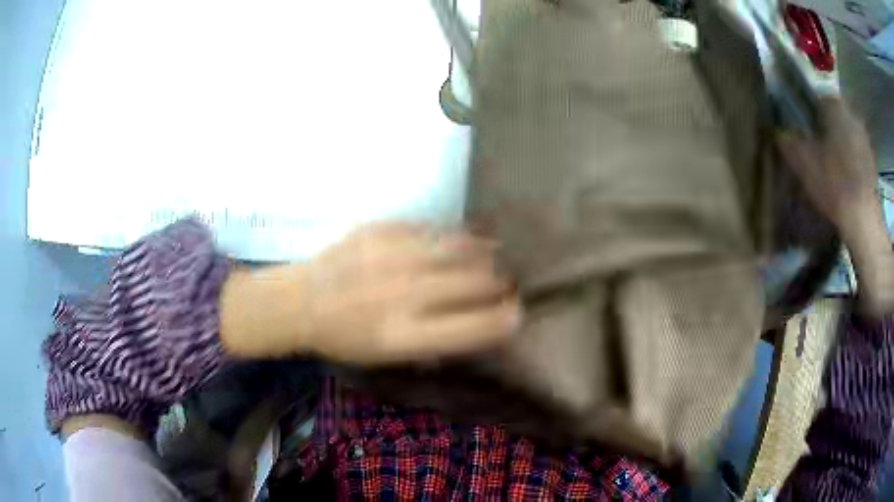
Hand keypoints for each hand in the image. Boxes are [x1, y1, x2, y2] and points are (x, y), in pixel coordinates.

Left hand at [221, 223, 521, 363]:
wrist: (300, 302)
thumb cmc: (345, 339)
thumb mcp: (389, 357)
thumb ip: (436, 342)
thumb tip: (478, 323)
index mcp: (406, 336)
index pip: (475, 327)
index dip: (506, 319)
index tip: (517, 312)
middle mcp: (404, 295)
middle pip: (475, 283)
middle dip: (500, 283)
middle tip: (507, 282)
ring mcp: (392, 257)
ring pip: (459, 248)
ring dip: (485, 254)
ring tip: (495, 255)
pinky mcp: (381, 230)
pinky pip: (432, 229)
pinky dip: (455, 236)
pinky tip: (464, 238)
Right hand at [777, 98, 878, 234]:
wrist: (864, 221)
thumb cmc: (833, 183)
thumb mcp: (802, 162)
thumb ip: (788, 141)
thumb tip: (778, 132)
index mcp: (834, 106)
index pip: (817, 99)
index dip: (810, 114)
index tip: (806, 133)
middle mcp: (852, 115)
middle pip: (835, 117)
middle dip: (828, 129)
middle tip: (820, 151)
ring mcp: (865, 140)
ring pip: (848, 135)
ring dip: (841, 145)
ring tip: (834, 169)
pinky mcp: (873, 163)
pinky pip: (859, 154)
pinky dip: (853, 162)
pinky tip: (847, 181)